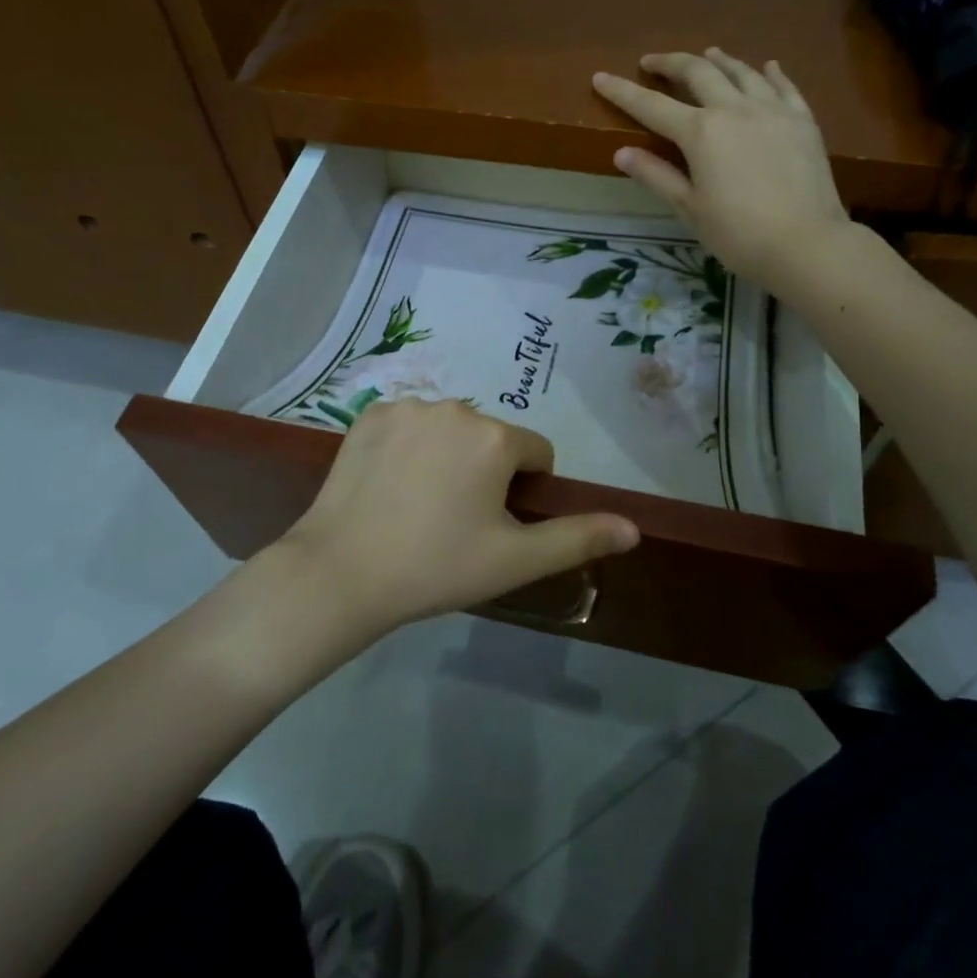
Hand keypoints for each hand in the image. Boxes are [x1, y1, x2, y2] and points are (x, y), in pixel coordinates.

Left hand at [279, 398, 639, 633]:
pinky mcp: (369, 413)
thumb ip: (578, 538)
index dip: (524, 490)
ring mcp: (407, 406)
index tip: (494, 525)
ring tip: (419, 504)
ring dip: (447, 455)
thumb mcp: (515, 560)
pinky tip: (389, 484)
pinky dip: (408, 446)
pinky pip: (408, 424)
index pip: (535, 453)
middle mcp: (454, 407)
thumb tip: (635, 528)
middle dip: (485, 471)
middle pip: (490, 438)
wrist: (341, 571)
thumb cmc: (437, 566)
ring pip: (449, 429)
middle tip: (454, 520)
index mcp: (494, 437)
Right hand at [593, 49, 852, 288]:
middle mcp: (734, 109)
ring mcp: (773, 110)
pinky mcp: (803, 121)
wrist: (806, 244)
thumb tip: (622, 153)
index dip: (622, 92)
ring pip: (742, 72)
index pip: (651, 105)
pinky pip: (784, 86)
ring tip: (707, 54)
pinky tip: (767, 67)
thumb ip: (656, 176)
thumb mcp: (689, 208)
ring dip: (719, 61)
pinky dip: (769, 73)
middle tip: (652, 62)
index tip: (600, 77)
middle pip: (698, 73)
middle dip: (670, 63)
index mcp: (701, 132)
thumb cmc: (738, 234)